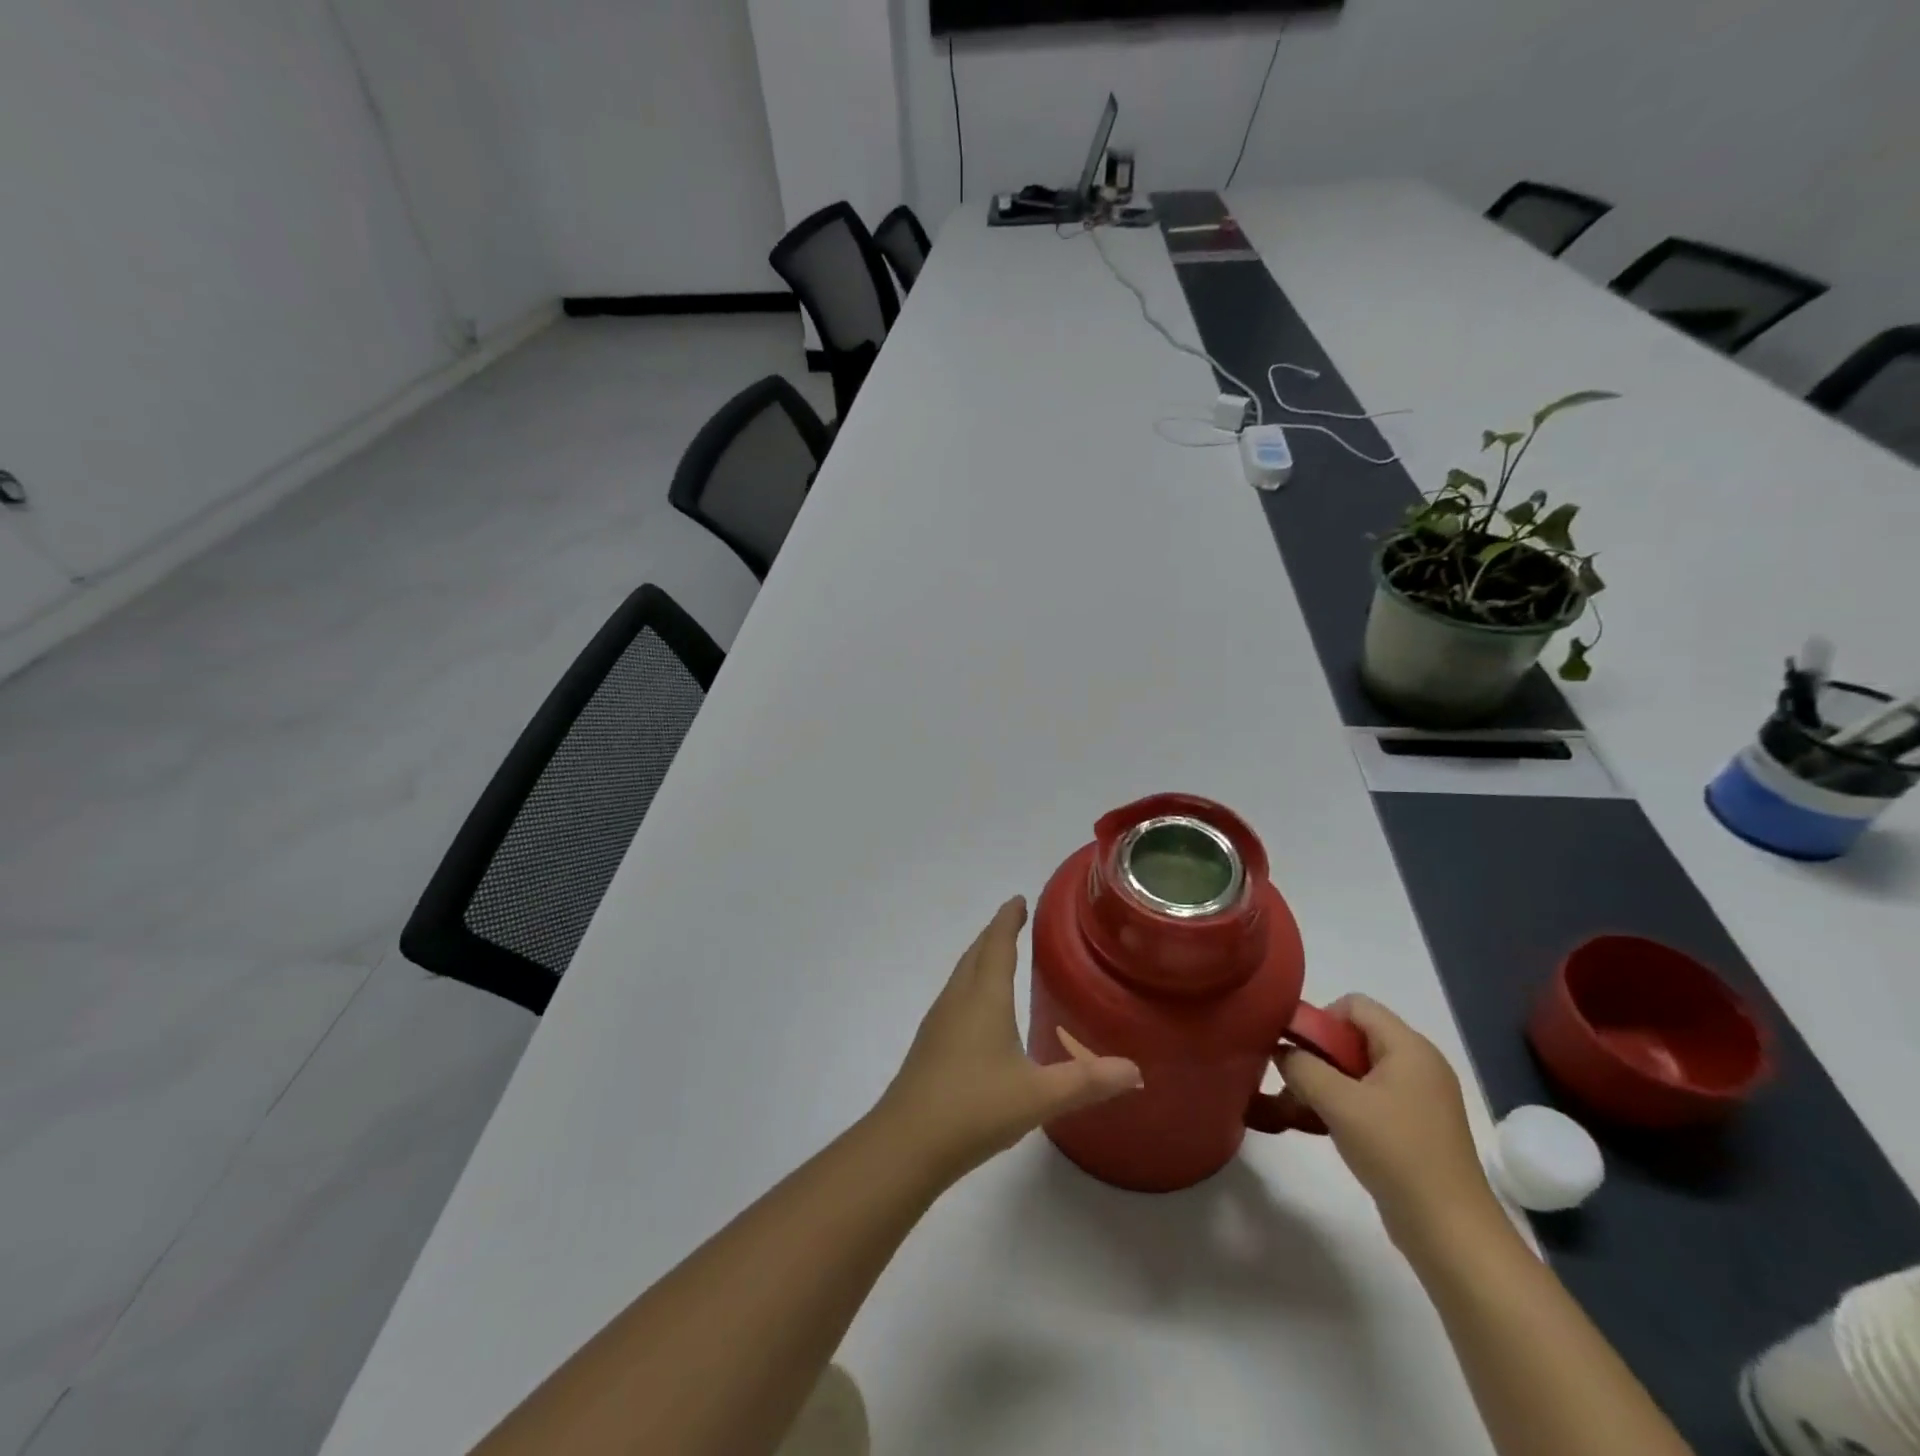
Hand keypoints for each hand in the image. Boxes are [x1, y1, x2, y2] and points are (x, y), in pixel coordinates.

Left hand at [876, 897, 1142, 1180]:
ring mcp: (938, 1022)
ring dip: (979, 958)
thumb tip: (1135, 1070)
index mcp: (984, 998)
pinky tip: (977, 1009)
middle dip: (994, 933)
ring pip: (961, 975)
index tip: (1018, 900)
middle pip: (976, 954)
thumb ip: (1088, 1081)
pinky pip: (953, 997)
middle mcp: (958, 1000)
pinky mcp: (929, 1044)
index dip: (1008, 920)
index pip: (998, 945)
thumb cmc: (975, 1108)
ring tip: (997, 956)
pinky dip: (970, 984)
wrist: (906, 1143)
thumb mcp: (1039, 1096)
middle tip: (1012, 920)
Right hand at [1279, 995, 1497, 1247]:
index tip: (1300, 1053)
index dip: (1321, 1020)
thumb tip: (1281, 1050)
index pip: (1354, 1005)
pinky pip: (1370, 1098)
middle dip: (1318, 1055)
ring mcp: (1420, 1098)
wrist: (1451, 1233)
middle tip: (1294, 1083)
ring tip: (1298, 1109)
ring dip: (1325, 1083)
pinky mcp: (1416, 1127)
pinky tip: (1320, 1127)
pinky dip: (1343, 1105)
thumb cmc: (1396, 1154)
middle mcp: (1418, 1064)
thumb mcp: (1338, 1103)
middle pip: (1354, 1037)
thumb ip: (1301, 1066)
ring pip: (1358, 1070)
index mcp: (1408, 1047)